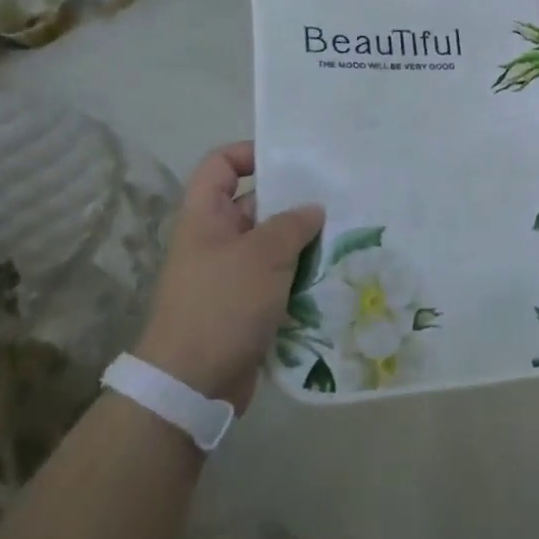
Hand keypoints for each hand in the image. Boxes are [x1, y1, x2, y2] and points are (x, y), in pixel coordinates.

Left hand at [136, 143, 323, 411]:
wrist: (192, 385)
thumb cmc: (222, 305)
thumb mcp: (263, 255)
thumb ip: (292, 224)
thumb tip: (314, 209)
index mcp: (205, 217)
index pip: (221, 165)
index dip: (250, 152)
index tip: (291, 159)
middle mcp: (215, 240)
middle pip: (255, 204)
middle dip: (293, 201)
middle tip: (337, 197)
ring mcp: (230, 275)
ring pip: (272, 245)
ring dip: (304, 242)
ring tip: (346, 234)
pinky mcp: (246, 306)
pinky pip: (278, 279)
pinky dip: (301, 275)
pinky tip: (335, 273)